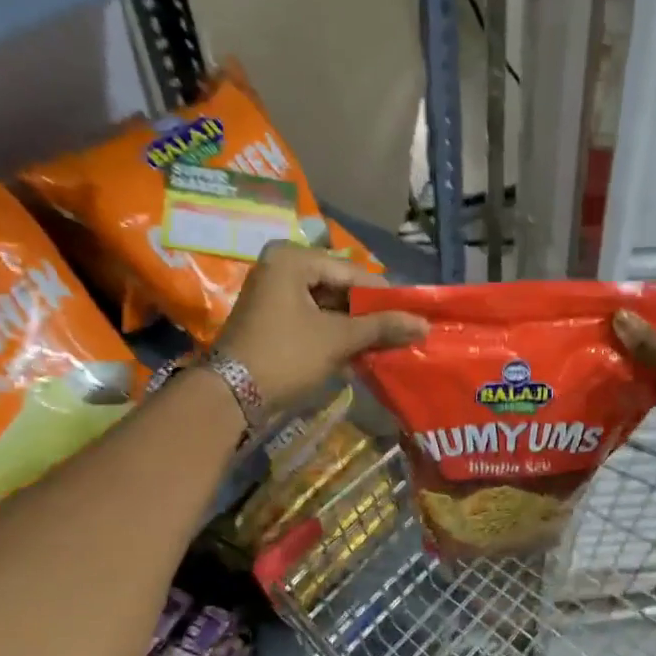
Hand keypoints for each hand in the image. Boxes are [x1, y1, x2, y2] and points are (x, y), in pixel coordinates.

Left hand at [217, 242, 426, 411]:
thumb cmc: (286, 355)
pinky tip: (358, 355)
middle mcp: (281, 268)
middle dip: (369, 314)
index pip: (353, 273)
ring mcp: (274, 294)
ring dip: (355, 328)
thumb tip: (424, 325)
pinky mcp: (272, 319)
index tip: (413, 316)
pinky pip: (313, 320)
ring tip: (385, 346)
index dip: (385, 296)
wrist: (231, 395)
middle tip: (401, 333)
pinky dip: (335, 336)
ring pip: (328, 306)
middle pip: (340, 288)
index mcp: (293, 260)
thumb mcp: (338, 339)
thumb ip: (382, 327)